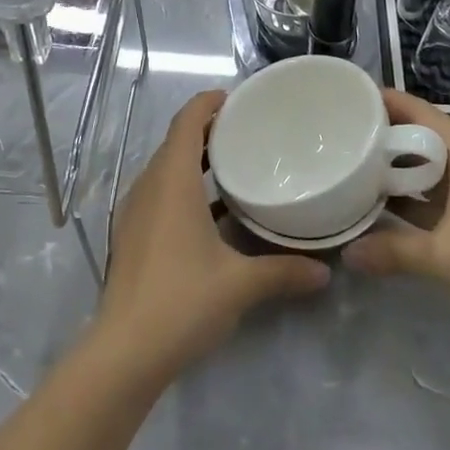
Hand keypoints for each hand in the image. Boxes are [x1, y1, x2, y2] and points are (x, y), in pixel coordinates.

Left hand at [95, 91, 329, 379]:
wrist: (125, 351)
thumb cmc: (183, 300)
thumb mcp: (240, 284)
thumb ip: (283, 271)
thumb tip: (325, 272)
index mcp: (172, 181)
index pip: (186, 122)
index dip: (207, 103)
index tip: (234, 98)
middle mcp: (149, 186)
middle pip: (175, 141)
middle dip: (206, 130)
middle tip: (245, 131)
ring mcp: (135, 211)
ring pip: (165, 168)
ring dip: (193, 159)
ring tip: (232, 165)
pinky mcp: (131, 234)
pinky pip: (158, 192)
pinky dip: (182, 186)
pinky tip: (209, 212)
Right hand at [342, 90, 449, 340]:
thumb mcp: (446, 256)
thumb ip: (393, 252)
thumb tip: (346, 253)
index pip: (415, 109)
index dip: (381, 100)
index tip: (343, 98)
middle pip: (416, 134)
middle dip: (378, 134)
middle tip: (334, 134)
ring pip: (422, 165)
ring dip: (391, 167)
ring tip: (347, 166)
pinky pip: (430, 192)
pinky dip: (406, 195)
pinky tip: (378, 206)